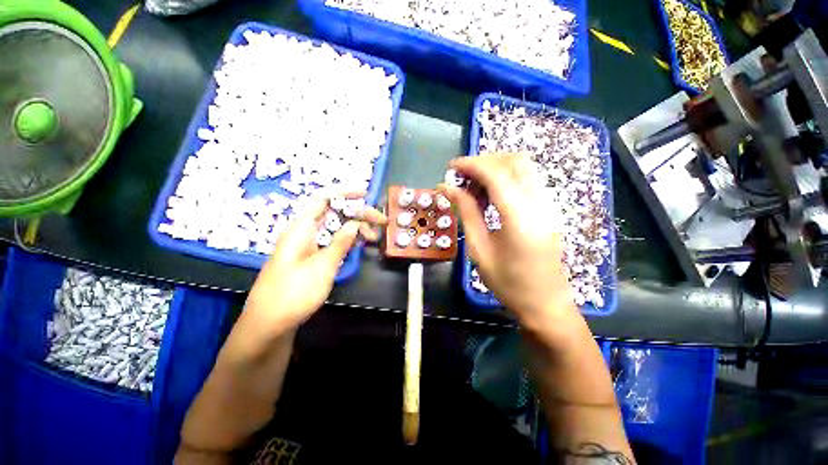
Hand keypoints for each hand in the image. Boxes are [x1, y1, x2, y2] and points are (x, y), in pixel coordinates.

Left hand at [241, 195, 386, 343]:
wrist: (269, 324)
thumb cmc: (293, 293)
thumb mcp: (322, 266)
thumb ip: (340, 242)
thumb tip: (355, 223)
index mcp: (302, 228)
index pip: (323, 199)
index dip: (344, 193)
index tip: (365, 193)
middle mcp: (304, 233)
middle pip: (333, 214)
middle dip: (357, 214)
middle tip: (380, 221)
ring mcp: (308, 246)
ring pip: (335, 229)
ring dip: (354, 229)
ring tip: (372, 237)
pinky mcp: (311, 259)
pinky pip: (331, 243)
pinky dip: (346, 242)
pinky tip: (359, 245)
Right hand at [439, 154, 577, 333]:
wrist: (545, 304)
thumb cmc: (508, 283)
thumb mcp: (479, 249)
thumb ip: (466, 212)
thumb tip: (447, 188)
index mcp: (520, 217)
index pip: (496, 174)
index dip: (471, 164)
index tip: (451, 167)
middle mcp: (540, 203)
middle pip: (515, 160)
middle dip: (485, 160)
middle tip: (463, 176)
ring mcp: (549, 204)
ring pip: (524, 167)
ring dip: (496, 167)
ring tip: (473, 184)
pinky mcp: (549, 209)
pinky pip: (528, 180)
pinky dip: (506, 178)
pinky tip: (490, 194)